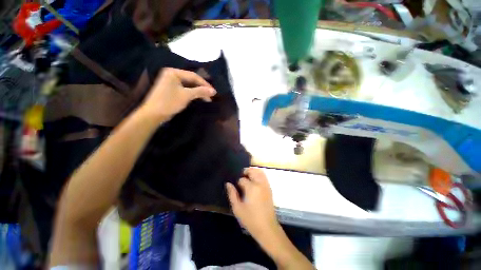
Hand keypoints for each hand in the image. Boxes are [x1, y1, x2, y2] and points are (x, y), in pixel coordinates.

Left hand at [139, 68, 215, 122]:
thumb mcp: (186, 96)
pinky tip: (198, 98)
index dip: (205, 84)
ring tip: (207, 98)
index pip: (193, 76)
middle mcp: (172, 75)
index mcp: (173, 72)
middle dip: (202, 88)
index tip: (214, 92)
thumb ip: (200, 91)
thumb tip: (214, 91)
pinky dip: (192, 94)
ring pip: (189, 86)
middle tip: (211, 95)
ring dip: (198, 92)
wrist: (153, 114)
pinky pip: (185, 90)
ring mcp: (171, 83)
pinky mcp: (171, 90)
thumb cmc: (169, 102)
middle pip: (191, 80)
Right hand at [226, 167, 278, 237]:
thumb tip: (228, 183)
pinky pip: (264, 176)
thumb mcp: (237, 208)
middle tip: (240, 178)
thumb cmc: (250, 219)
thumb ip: (232, 194)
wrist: (267, 228)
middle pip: (252, 171)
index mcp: (251, 188)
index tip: (236, 188)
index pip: (242, 179)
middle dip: (245, 172)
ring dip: (252, 171)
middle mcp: (259, 183)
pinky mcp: (269, 188)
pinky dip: (258, 174)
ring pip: (259, 171)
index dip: (237, 183)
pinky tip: (254, 180)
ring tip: (247, 176)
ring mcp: (266, 185)